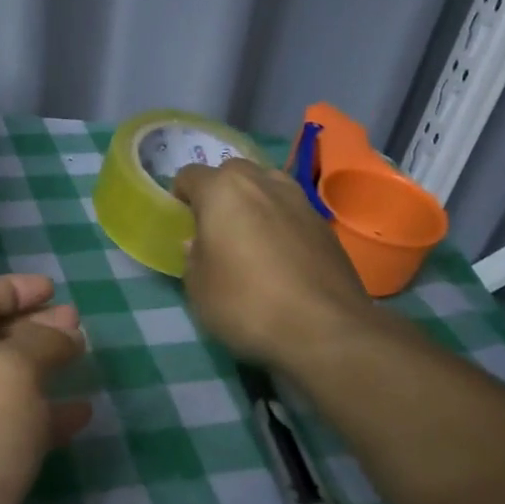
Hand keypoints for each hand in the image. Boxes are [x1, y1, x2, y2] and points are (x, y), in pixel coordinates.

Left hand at [0, 274, 89, 503]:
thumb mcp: (10, 371)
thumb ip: (41, 342)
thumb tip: (63, 329)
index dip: (12, 288)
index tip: (53, 289)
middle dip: (34, 325)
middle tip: (77, 323)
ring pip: (7, 382)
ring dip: (43, 367)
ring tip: (83, 359)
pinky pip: (17, 427)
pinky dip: (48, 415)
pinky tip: (80, 415)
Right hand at [171, 158, 377, 371]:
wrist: (325, 330)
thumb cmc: (246, 303)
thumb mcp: (197, 287)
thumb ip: (192, 256)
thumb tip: (200, 243)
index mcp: (223, 191)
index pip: (190, 175)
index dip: (180, 197)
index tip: (181, 223)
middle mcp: (263, 182)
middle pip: (232, 174)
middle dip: (219, 194)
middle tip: (215, 230)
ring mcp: (300, 200)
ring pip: (266, 187)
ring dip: (253, 204)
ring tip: (249, 240)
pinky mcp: (325, 224)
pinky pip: (291, 212)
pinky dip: (280, 224)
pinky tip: (280, 258)